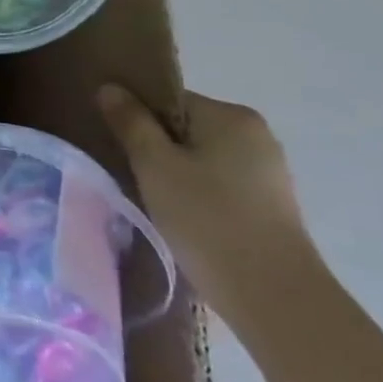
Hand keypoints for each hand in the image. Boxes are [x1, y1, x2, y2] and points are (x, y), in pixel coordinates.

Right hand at [96, 85, 321, 334]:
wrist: (272, 295)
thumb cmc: (206, 218)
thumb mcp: (154, 165)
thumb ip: (130, 122)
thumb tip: (110, 87)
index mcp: (230, 115)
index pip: (168, 100)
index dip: (137, 120)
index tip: (118, 147)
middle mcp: (256, 134)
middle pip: (186, 128)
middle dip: (156, 148)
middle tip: (130, 175)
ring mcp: (268, 171)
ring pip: (202, 158)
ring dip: (175, 173)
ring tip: (153, 201)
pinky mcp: (271, 204)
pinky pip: (220, 183)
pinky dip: (198, 194)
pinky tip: (183, 219)